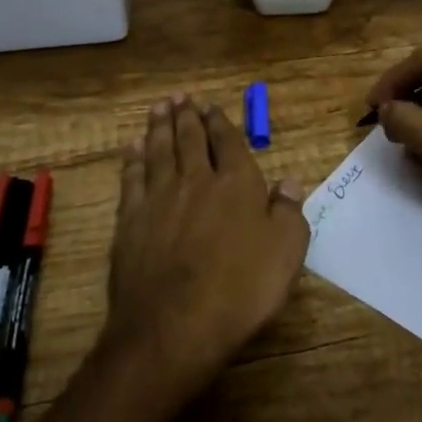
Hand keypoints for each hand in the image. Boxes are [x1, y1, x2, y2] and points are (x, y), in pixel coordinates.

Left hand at [105, 95, 308, 399]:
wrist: (174, 325)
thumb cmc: (240, 289)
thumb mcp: (285, 253)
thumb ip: (289, 212)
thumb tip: (290, 180)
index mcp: (236, 183)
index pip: (228, 142)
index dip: (220, 122)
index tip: (212, 106)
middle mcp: (196, 180)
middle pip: (190, 139)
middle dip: (187, 115)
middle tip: (182, 97)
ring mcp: (159, 198)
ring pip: (159, 151)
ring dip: (160, 127)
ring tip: (160, 108)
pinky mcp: (131, 219)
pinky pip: (132, 178)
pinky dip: (133, 159)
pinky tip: (133, 147)